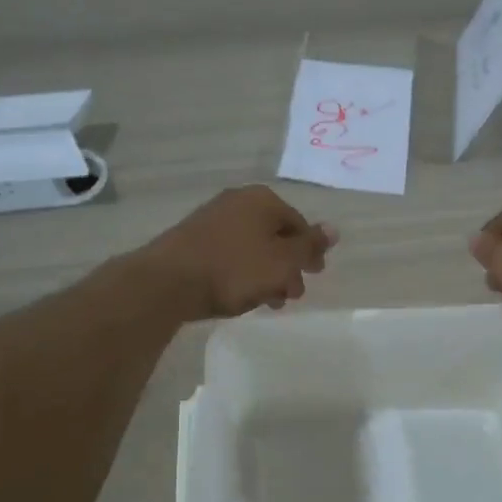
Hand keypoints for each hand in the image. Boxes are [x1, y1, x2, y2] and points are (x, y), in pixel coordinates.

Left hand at [135, 185, 337, 321]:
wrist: (168, 281)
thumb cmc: (234, 269)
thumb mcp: (282, 261)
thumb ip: (309, 246)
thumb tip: (334, 229)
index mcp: (263, 200)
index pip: (299, 224)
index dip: (310, 251)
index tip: (314, 276)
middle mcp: (238, 201)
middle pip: (275, 235)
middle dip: (287, 266)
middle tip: (292, 295)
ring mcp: (212, 218)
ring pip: (252, 246)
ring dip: (266, 273)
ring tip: (268, 302)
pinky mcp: (193, 239)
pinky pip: (229, 253)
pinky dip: (242, 272)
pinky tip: (240, 295)